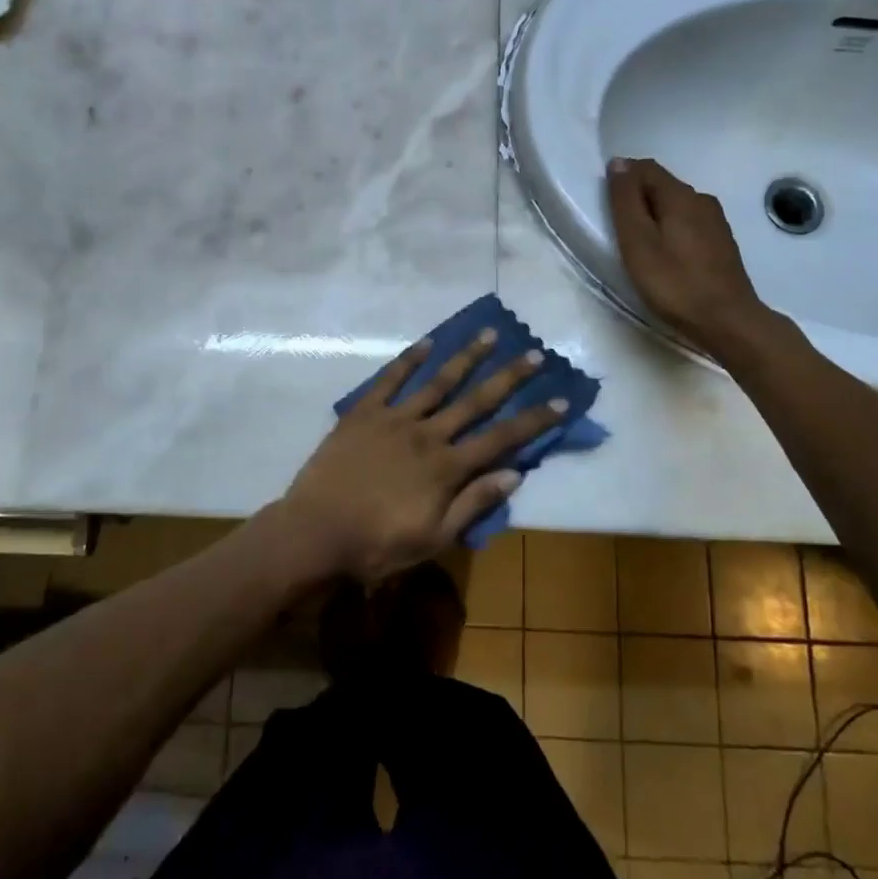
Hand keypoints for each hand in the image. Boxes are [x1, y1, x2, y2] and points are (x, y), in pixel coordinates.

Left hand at [268, 331, 566, 583]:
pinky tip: (428, 342)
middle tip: (535, 353)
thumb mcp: (433, 538)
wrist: (315, 532)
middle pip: (476, 401)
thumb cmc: (377, 544)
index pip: (502, 438)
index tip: (562, 399)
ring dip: (466, 357)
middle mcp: (427, 434)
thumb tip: (514, 474)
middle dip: (509, 377)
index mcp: (447, 467)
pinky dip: (410, 360)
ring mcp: (395, 419)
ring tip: (489, 334)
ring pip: (438, 382)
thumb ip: (473, 504)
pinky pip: (390, 380)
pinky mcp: (364, 412)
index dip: (535, 419)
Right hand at [606, 156, 782, 364]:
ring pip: (676, 205)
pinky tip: (665, 254)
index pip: (645, 168)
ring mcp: (716, 221)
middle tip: (617, 227)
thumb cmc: (674, 283)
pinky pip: (689, 222)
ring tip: (638, 243)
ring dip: (654, 214)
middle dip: (637, 196)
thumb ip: (626, 200)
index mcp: (680, 195)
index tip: (605, 204)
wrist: (727, 321)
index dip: (622, 177)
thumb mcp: (637, 241)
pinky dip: (671, 228)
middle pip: (662, 185)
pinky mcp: (721, 243)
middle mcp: (702, 199)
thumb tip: (619, 163)